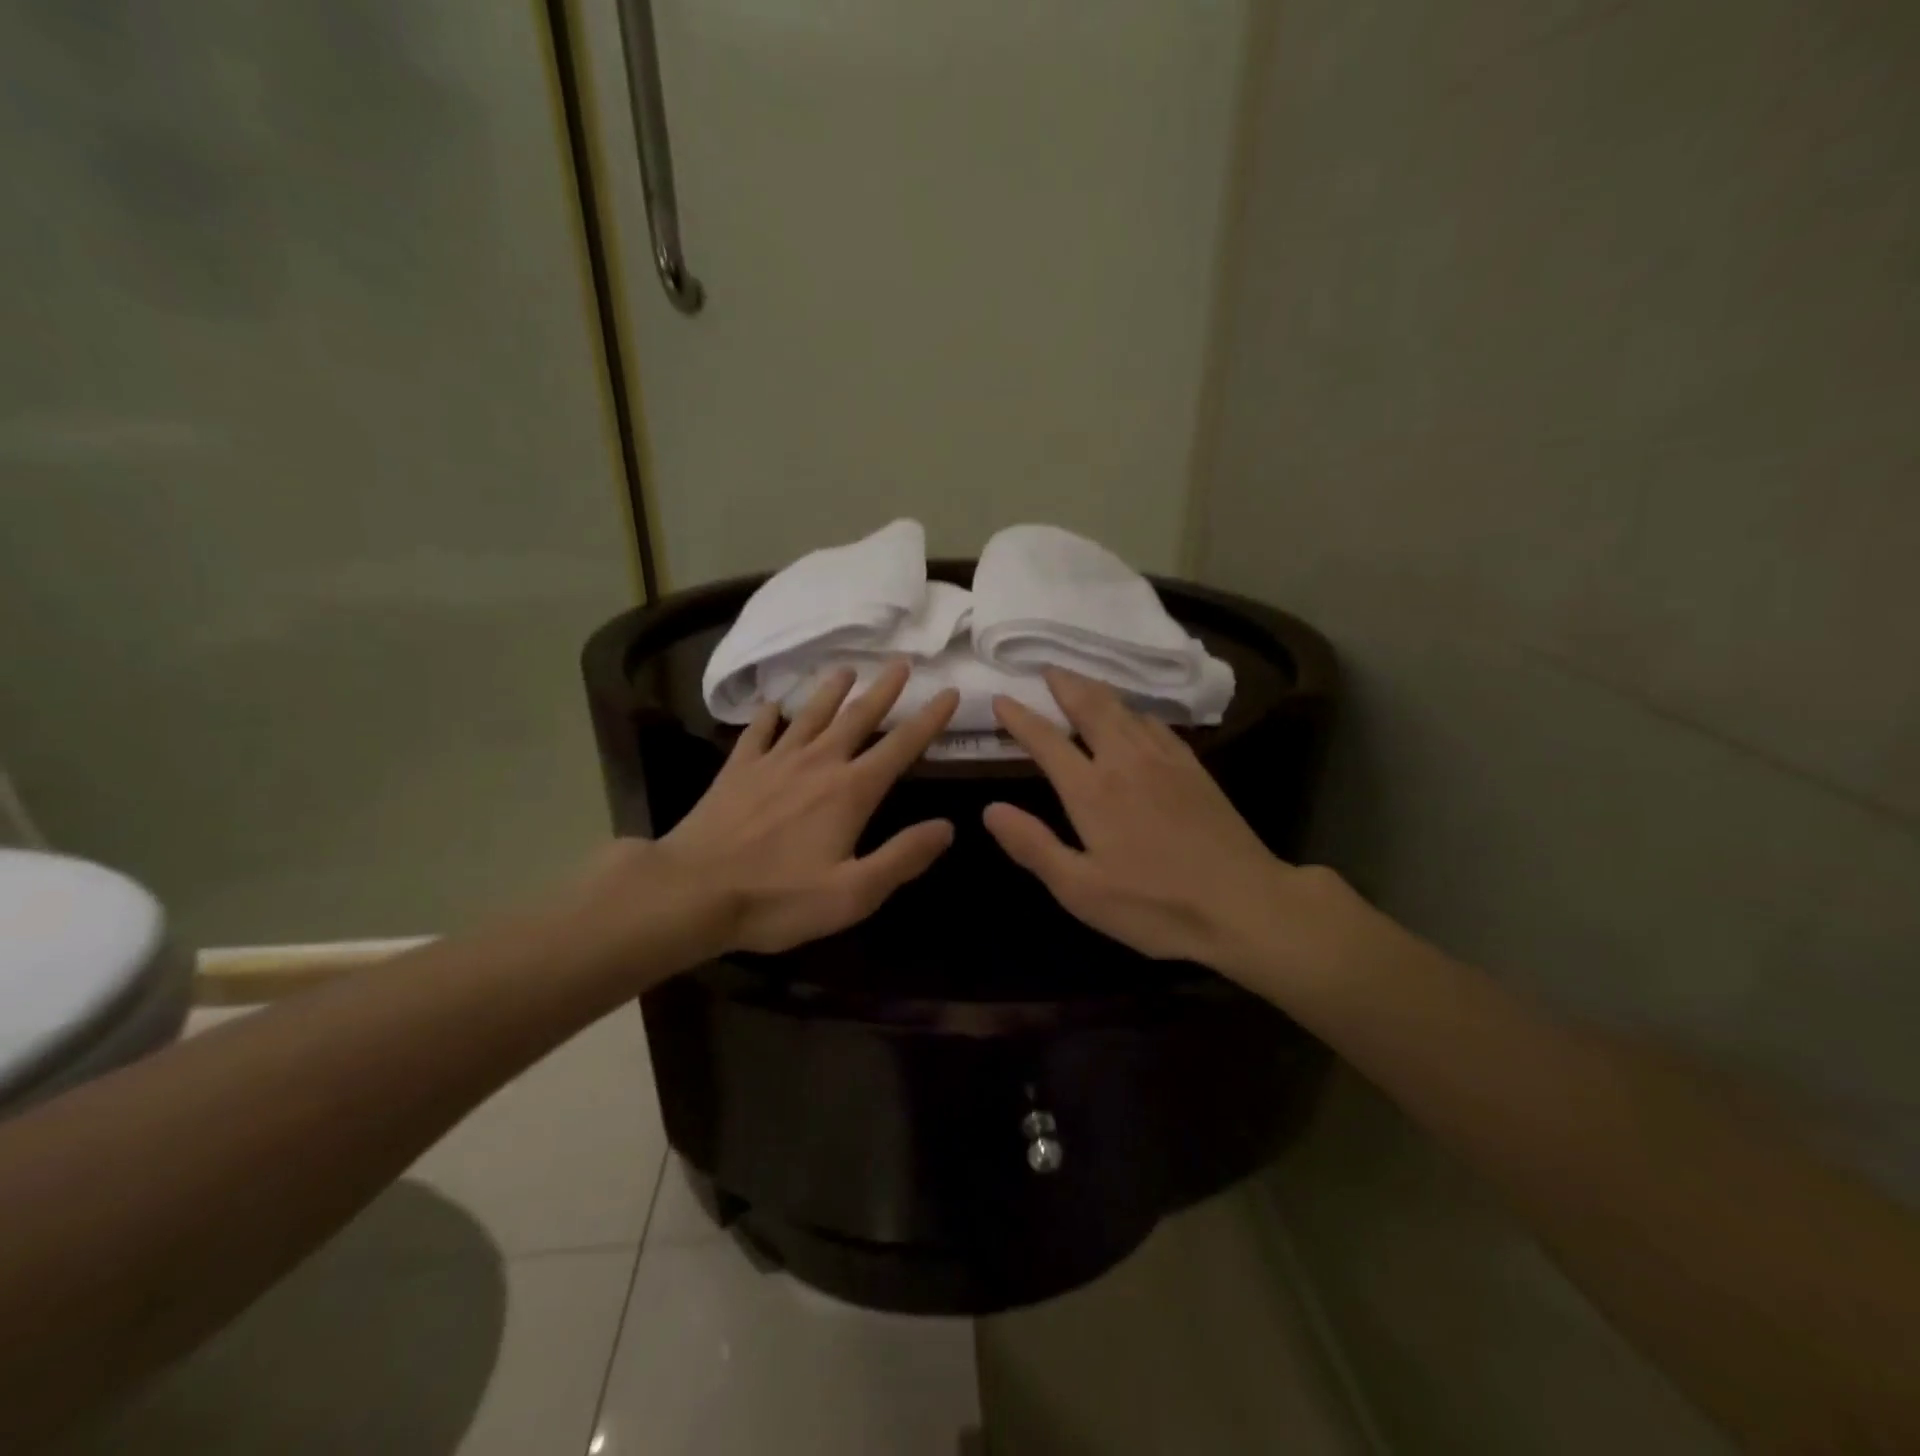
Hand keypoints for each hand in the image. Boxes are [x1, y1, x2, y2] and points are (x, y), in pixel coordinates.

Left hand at [643, 661, 958, 956]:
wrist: (692, 892)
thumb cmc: (778, 899)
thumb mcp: (854, 893)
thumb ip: (903, 858)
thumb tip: (947, 828)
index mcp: (850, 791)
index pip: (900, 746)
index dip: (929, 719)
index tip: (949, 692)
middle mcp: (817, 764)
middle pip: (857, 718)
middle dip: (884, 690)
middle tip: (901, 663)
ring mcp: (773, 762)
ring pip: (810, 715)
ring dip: (832, 691)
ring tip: (846, 668)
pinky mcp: (737, 770)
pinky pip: (757, 733)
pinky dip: (768, 715)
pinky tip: (772, 704)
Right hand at [983, 670, 1338, 983]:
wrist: (1244, 904)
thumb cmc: (1155, 904)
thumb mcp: (1080, 890)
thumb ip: (1033, 845)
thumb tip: (990, 809)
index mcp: (1091, 789)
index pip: (1046, 740)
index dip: (1020, 717)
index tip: (1001, 698)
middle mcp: (1125, 761)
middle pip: (1090, 706)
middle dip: (1064, 684)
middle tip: (1047, 668)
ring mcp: (1164, 760)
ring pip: (1124, 708)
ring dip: (1097, 690)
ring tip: (1081, 682)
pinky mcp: (1194, 768)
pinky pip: (1156, 723)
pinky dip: (1135, 709)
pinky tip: (1136, 715)